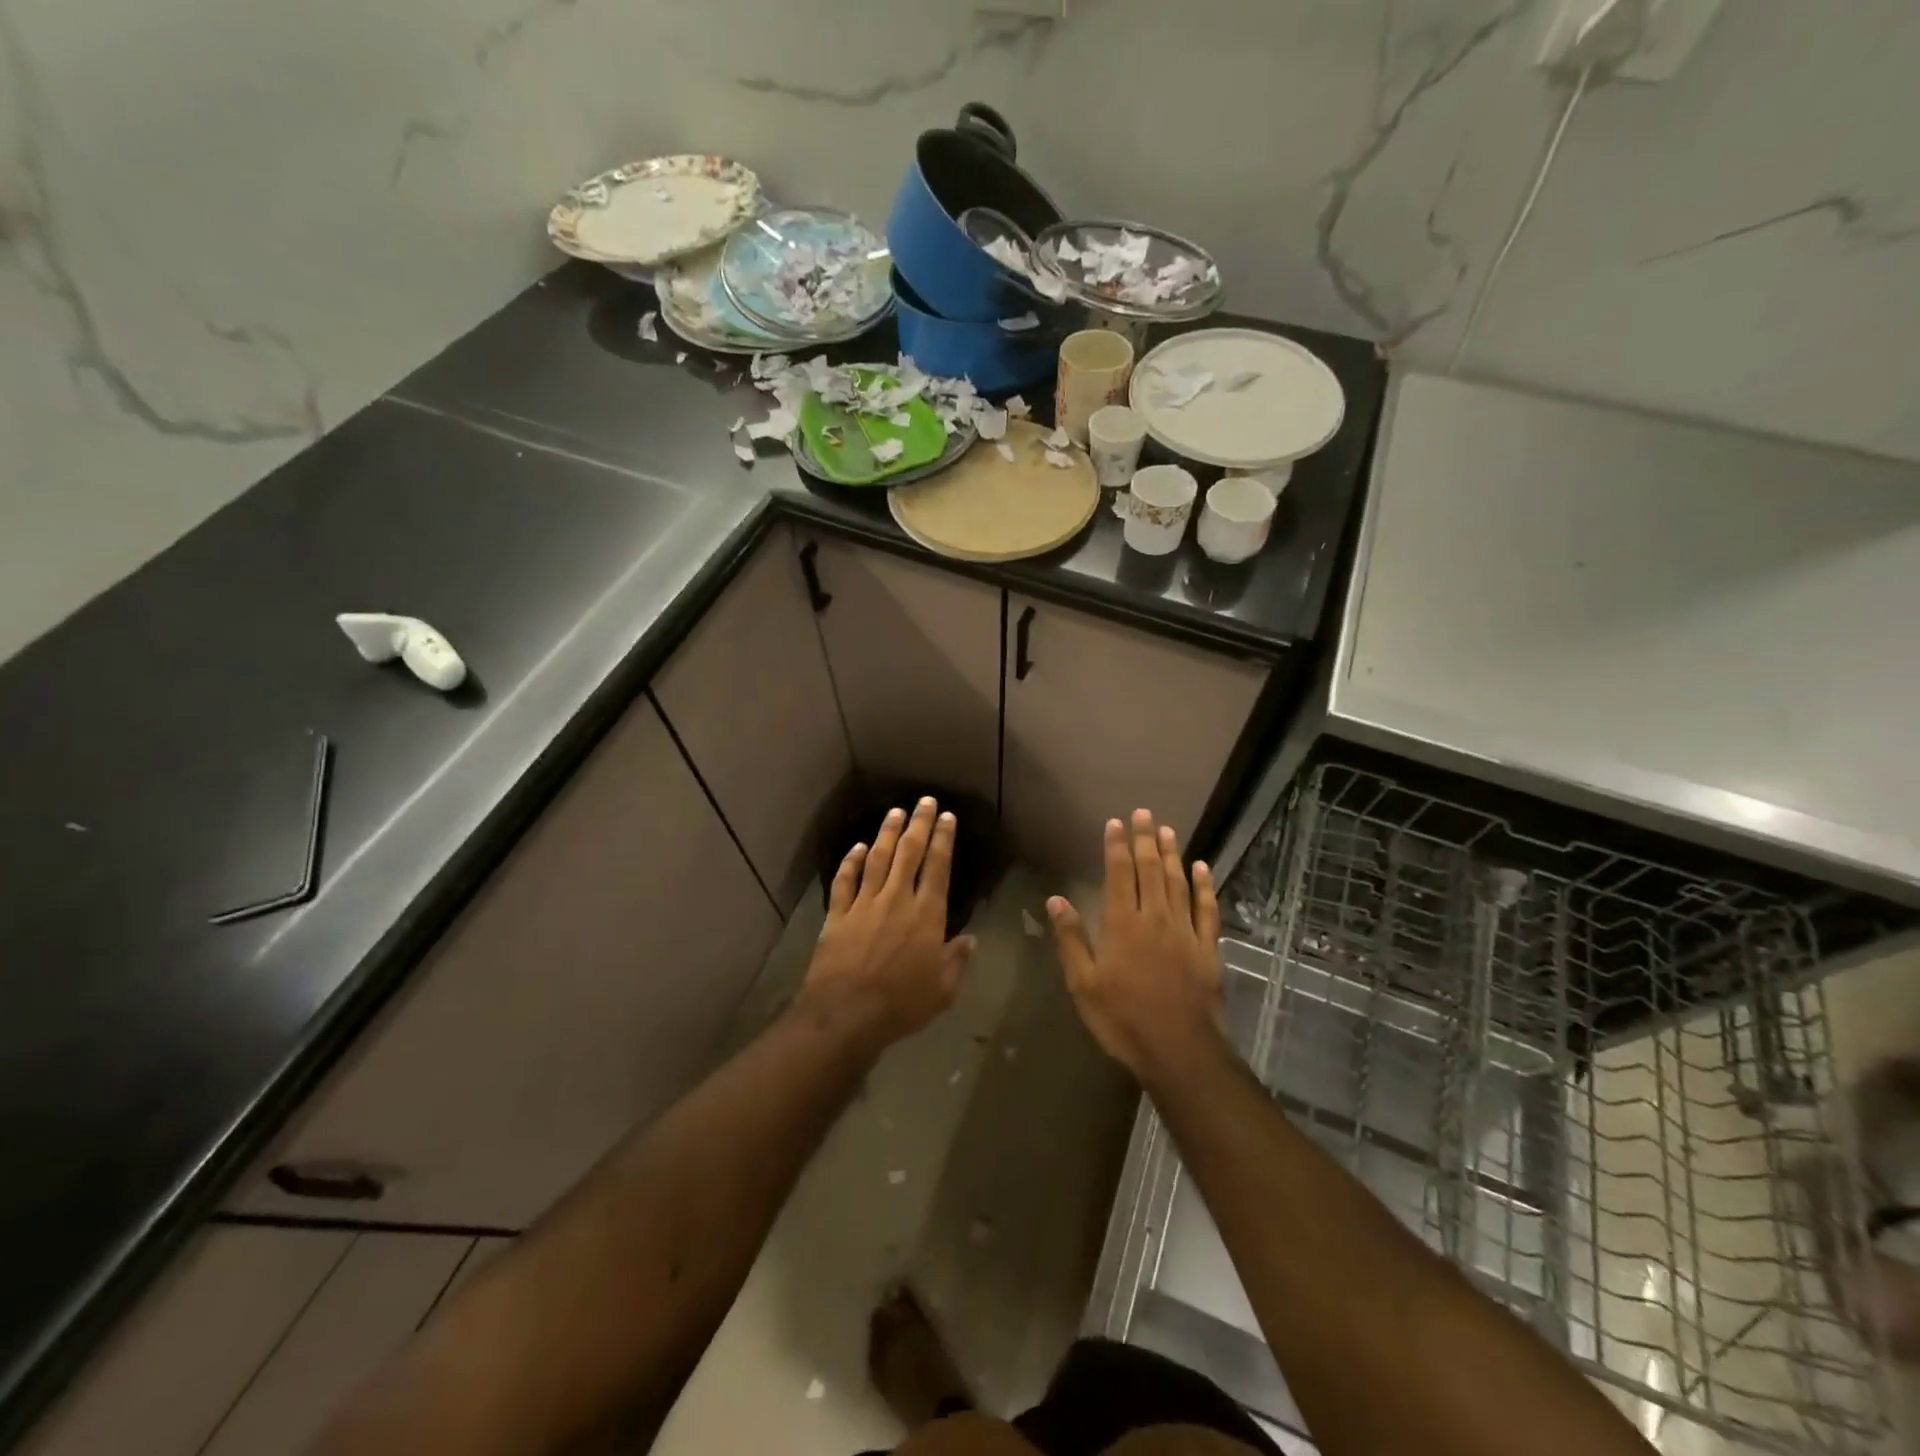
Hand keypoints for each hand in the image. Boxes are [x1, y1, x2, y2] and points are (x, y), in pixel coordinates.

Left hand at [801, 798, 975, 1052]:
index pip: (938, 867)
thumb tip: (970, 940)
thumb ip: (956, 961)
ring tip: (895, 813)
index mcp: (926, 914)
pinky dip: (850, 862)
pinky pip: (845, 881)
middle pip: (909, 853)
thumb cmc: (902, 1004)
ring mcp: (864, 904)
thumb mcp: (942, 990)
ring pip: (877, 859)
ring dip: (887, 834)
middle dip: (919, 824)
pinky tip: (856, 848)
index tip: (947, 817)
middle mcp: (896, 899)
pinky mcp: (837, 915)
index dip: (943, 839)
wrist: (846, 1014)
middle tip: (925, 801)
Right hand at [1047, 809, 1227, 1085]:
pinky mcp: (1208, 948)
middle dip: (1145, 839)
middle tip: (1144, 813)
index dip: (1117, 846)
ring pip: (1178, 883)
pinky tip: (1203, 868)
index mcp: (1122, 924)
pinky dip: (1205, 886)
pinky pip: (1207, 909)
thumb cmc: (1123, 1019)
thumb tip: (1056, 900)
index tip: (1116, 822)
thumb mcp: (1084, 984)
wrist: (1180, 1051)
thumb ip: (1072, 939)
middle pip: (1150, 870)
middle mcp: (1155, 917)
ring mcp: (1185, 931)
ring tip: (1168, 830)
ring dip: (1172, 854)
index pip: (1119, 874)